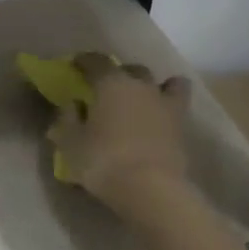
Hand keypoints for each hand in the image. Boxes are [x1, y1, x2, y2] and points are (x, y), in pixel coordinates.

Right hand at [48, 54, 192, 216]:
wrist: (149, 187)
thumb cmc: (102, 162)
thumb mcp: (70, 144)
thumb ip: (66, 120)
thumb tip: (71, 105)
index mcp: (110, 84)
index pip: (96, 62)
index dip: (84, 61)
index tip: (76, 65)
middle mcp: (140, 85)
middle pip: (130, 69)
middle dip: (118, 75)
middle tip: (107, 90)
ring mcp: (165, 103)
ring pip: (163, 82)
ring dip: (151, 87)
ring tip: (142, 100)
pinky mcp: (181, 125)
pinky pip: (177, 104)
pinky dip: (168, 105)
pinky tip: (160, 116)